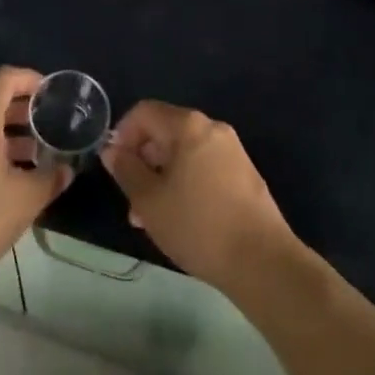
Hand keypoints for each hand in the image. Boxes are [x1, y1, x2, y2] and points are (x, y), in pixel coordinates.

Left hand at [0, 66, 70, 299]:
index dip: (31, 79)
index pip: (5, 77)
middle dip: (23, 109)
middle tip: (51, 125)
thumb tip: (66, 169)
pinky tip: (9, 178)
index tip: (53, 94)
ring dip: (8, 132)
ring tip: (36, 155)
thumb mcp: (24, 199)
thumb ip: (50, 178)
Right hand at [102, 101, 295, 292]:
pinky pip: (204, 167)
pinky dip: (185, 183)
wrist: (262, 262)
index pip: (144, 112)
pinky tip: (179, 218)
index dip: (123, 134)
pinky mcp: (244, 174)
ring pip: (184, 153)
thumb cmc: (198, 225)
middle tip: (131, 198)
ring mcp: (232, 151)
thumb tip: (112, 150)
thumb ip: (126, 170)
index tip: (115, 166)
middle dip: (143, 160)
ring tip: (150, 217)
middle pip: (165, 131)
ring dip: (162, 176)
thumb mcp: (149, 201)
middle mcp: (212, 128)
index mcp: (188, 125)